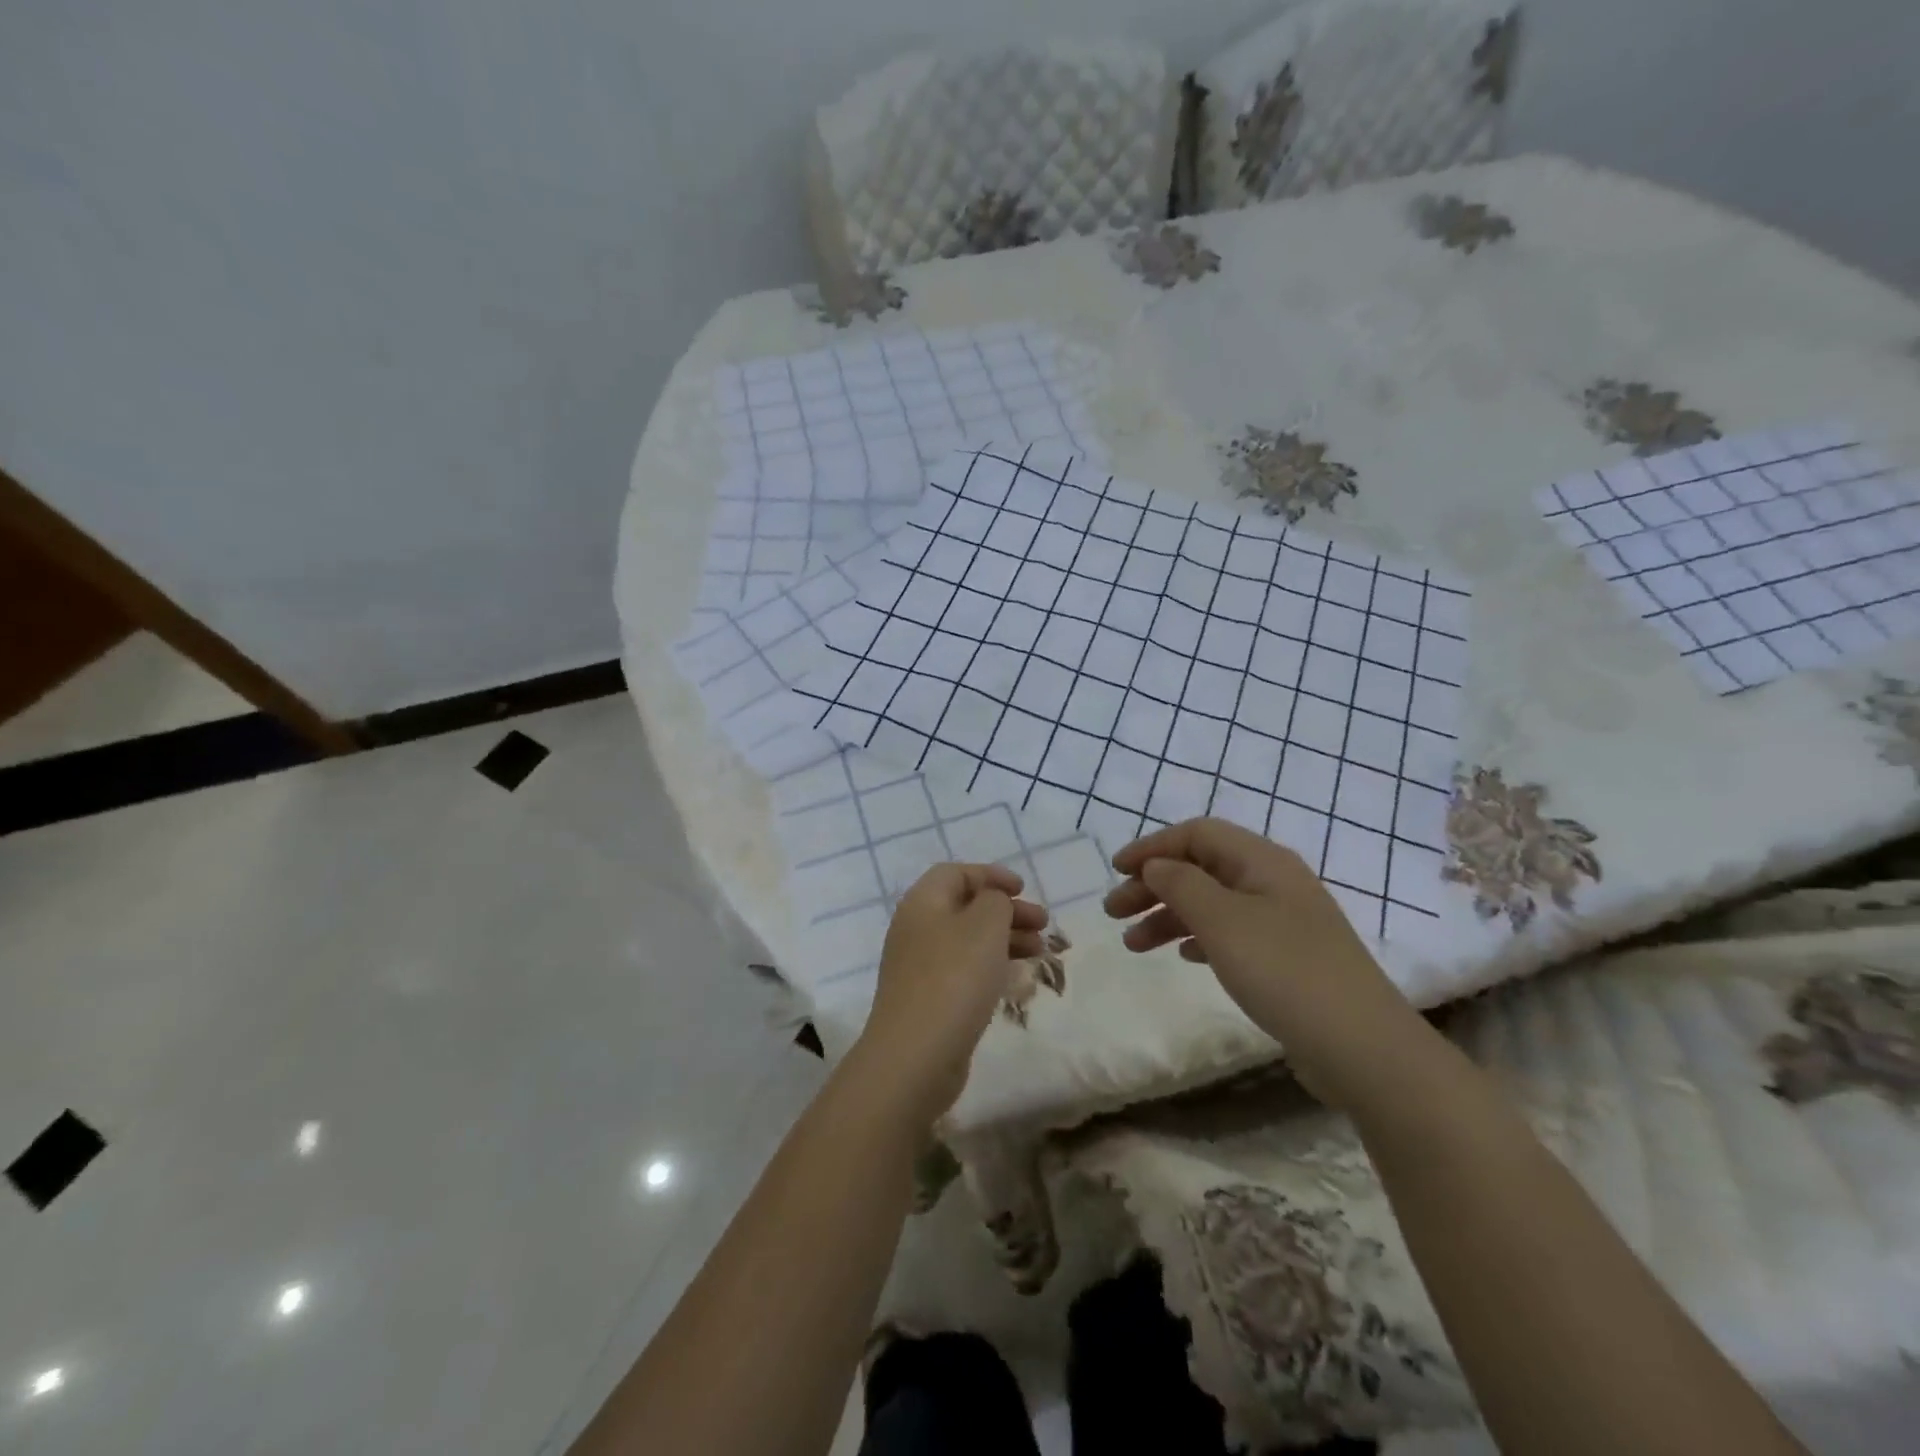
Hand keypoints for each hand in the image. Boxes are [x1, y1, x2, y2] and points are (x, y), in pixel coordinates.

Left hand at [852, 863, 1049, 1126]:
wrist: (915, 1055)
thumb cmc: (954, 978)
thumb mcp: (985, 925)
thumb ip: (995, 901)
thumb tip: (992, 901)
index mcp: (923, 901)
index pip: (957, 873)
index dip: (991, 875)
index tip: (1024, 889)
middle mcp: (916, 928)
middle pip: (965, 906)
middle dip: (1006, 910)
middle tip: (1043, 924)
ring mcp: (919, 966)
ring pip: (967, 939)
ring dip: (1004, 938)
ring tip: (1039, 951)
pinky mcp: (927, 998)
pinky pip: (963, 969)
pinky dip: (991, 965)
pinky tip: (1015, 979)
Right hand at [1103, 818, 1427, 1108]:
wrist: (1363, 1048)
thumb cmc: (1285, 972)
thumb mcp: (1222, 920)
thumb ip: (1181, 884)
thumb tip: (1157, 866)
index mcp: (1263, 861)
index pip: (1197, 834)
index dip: (1152, 847)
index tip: (1116, 870)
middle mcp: (1274, 882)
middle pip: (1201, 868)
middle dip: (1153, 885)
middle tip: (1113, 912)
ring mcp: (1284, 921)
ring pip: (1212, 903)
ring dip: (1168, 915)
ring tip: (1133, 944)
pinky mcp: (1287, 958)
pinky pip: (1230, 933)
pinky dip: (1198, 937)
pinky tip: (1182, 955)